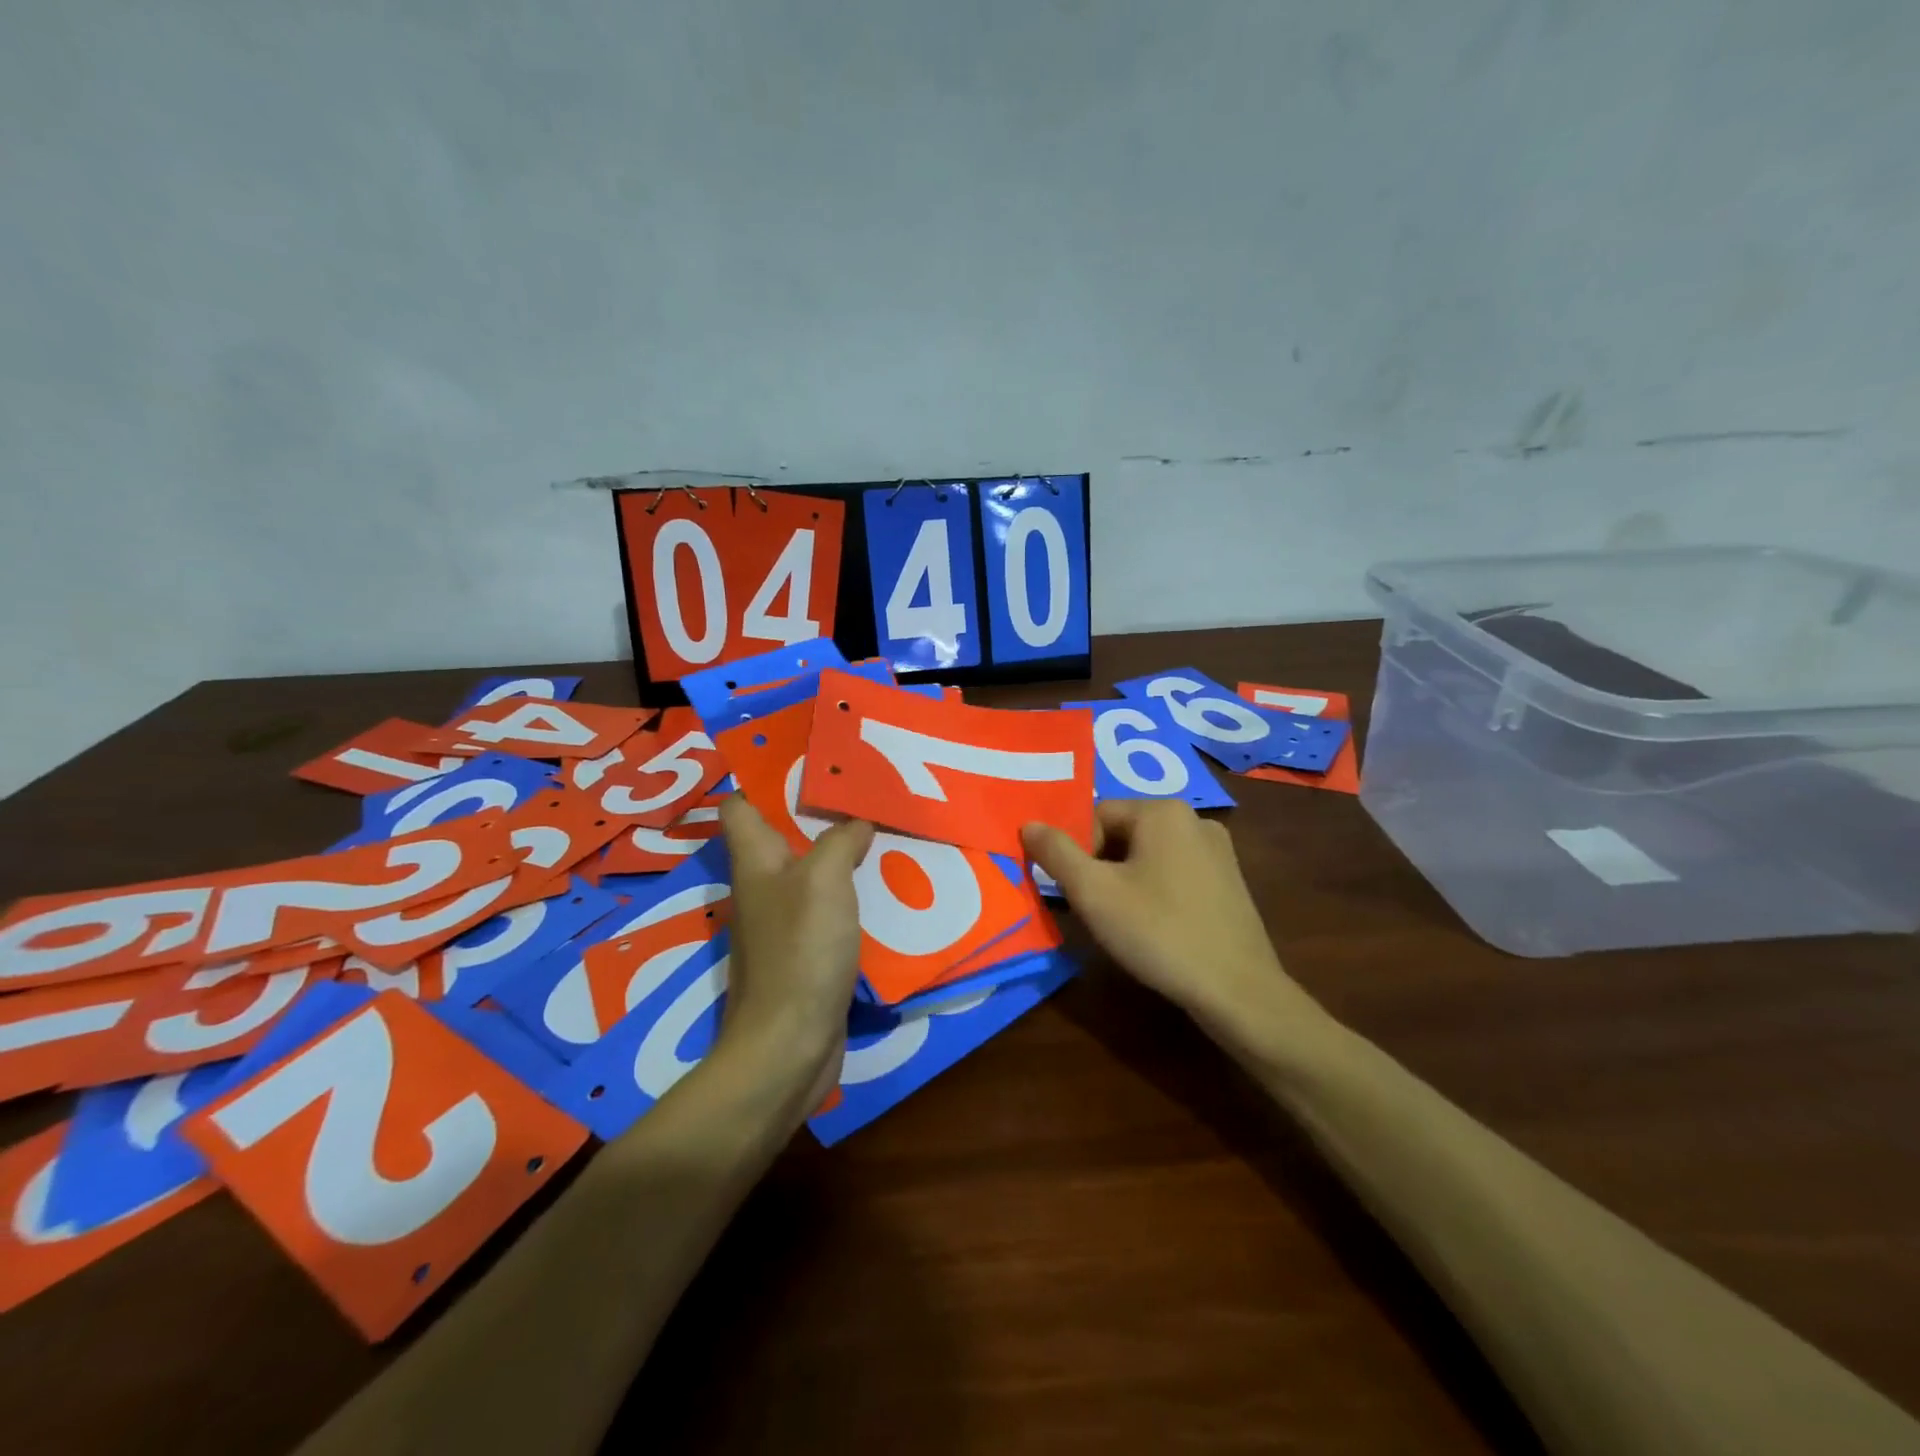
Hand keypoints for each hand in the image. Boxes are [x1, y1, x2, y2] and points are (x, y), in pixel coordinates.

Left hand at [715, 795, 874, 1111]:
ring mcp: (782, 920)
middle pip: (781, 833)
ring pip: (809, 869)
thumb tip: (857, 821)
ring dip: (839, 850)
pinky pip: (827, 905)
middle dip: (818, 809)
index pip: (740, 804)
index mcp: (754, 860)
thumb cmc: (801, 949)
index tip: (808, 759)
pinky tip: (884, 884)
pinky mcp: (804, 950)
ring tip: (881, 827)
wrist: (790, 1043)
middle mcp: (762, 885)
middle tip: (863, 788)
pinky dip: (850, 890)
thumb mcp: (824, 879)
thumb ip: (840, 840)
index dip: (763, 777)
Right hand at [1022, 800, 1304, 1030]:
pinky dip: (1156, 892)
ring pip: (1149, 855)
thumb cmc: (1158, 932)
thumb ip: (1056, 853)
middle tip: (1096, 909)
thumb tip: (1028, 824)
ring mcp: (1219, 851)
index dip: (1077, 853)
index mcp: (1163, 811)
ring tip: (1125, 923)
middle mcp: (1195, 819)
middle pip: (1123, 833)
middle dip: (1101, 867)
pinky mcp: (1230, 881)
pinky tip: (1157, 927)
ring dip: (1126, 881)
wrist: (1238, 991)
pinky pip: (1176, 873)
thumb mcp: (1093, 893)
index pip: (1096, 816)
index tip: (1077, 892)